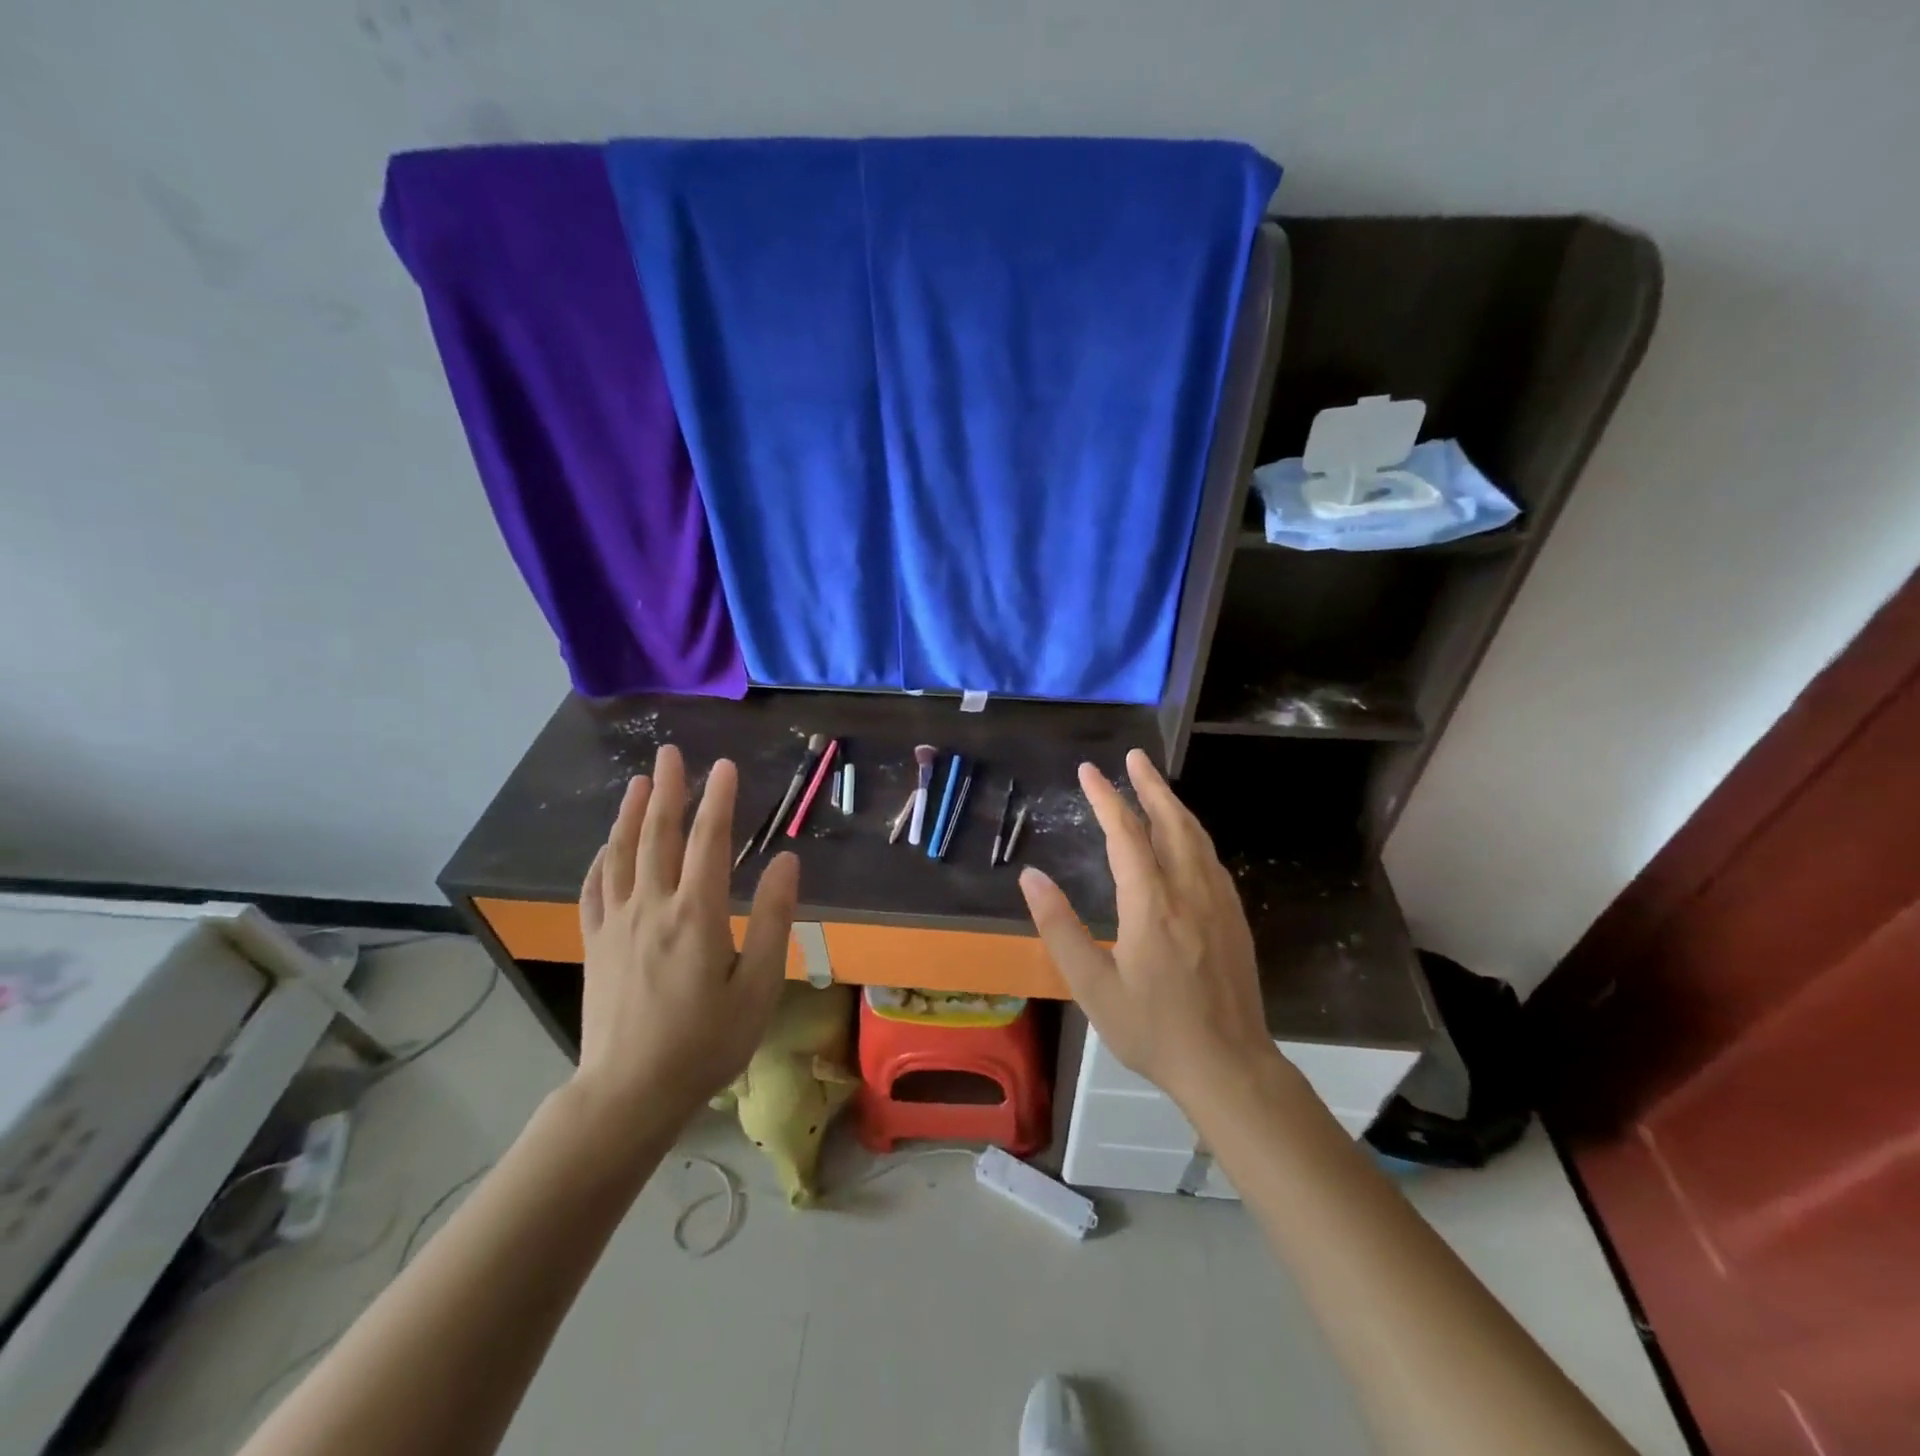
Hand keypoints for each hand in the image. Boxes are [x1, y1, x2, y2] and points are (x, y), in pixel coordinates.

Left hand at [573, 745, 799, 1137]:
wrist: (628, 1094)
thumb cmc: (706, 1043)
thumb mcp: (758, 987)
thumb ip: (773, 920)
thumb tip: (785, 862)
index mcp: (697, 915)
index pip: (709, 842)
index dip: (719, 800)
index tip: (725, 765)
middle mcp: (652, 908)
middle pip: (659, 836)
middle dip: (668, 790)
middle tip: (670, 753)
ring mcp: (616, 925)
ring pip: (621, 855)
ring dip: (631, 814)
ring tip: (639, 783)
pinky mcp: (595, 945)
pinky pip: (594, 890)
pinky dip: (601, 860)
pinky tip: (604, 847)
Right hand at [1019, 749, 1279, 1108]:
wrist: (1228, 1065)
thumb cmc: (1152, 1029)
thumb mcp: (1092, 986)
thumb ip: (1059, 927)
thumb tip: (1031, 876)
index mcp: (1151, 903)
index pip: (1126, 834)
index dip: (1106, 798)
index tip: (1088, 771)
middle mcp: (1188, 890)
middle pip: (1170, 821)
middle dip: (1150, 785)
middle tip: (1133, 756)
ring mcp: (1218, 902)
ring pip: (1196, 836)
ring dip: (1173, 804)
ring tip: (1154, 784)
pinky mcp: (1234, 917)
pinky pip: (1211, 857)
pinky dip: (1192, 832)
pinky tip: (1185, 837)